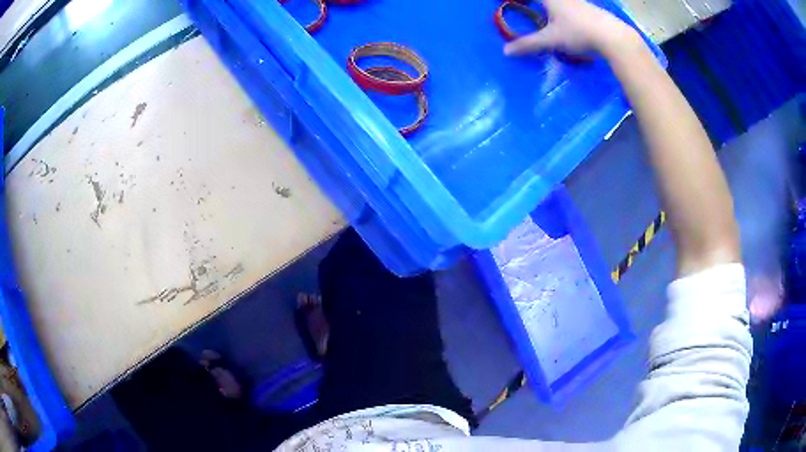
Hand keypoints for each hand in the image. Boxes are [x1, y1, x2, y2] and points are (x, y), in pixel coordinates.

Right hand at [503, 0, 637, 56]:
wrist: (615, 38)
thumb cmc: (579, 33)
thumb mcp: (552, 40)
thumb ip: (529, 44)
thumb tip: (506, 51)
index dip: (520, 0)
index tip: (512, 3)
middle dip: (536, 4)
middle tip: (529, 7)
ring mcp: (580, 2)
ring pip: (562, 2)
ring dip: (552, 7)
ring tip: (547, 15)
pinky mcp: (592, 10)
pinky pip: (574, 6)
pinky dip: (566, 11)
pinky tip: (569, 21)